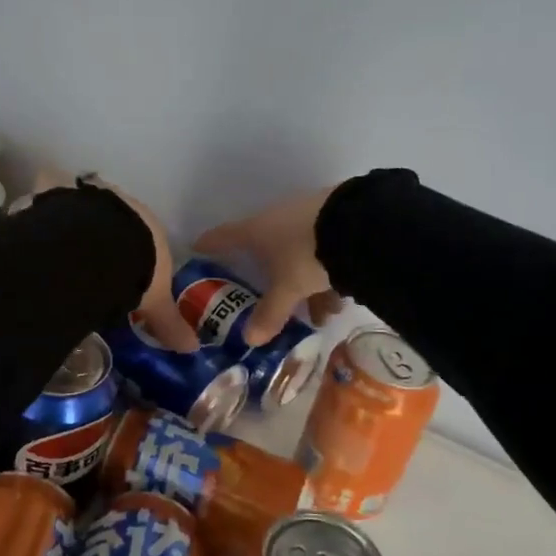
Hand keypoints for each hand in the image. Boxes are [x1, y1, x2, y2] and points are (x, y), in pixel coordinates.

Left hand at [28, 169, 200, 352]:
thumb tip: (192, 347)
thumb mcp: (155, 302)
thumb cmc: (136, 270)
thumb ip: (169, 322)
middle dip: (105, 243)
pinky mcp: (62, 195)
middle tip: (92, 269)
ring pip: (86, 213)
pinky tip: (41, 235)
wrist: (98, 246)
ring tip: (65, 257)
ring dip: (78, 230)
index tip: (125, 275)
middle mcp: (123, 206)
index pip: (146, 240)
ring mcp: (92, 197)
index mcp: (149, 227)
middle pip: (115, 224)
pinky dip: (48, 215)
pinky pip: (54, 202)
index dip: (136, 257)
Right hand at [195, 187, 343, 346]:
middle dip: (272, 279)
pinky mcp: (336, 218)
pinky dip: (327, 274)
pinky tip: (341, 299)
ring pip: (300, 254)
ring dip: (307, 285)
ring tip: (321, 315)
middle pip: (266, 249)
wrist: (359, 224)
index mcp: (257, 229)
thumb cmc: (307, 254)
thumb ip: (270, 313)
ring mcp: (308, 215)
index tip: (197, 246)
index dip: (210, 243)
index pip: (225, 236)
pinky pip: (323, 251)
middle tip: (276, 302)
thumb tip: (249, 341)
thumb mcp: (288, 288)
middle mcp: (278, 218)